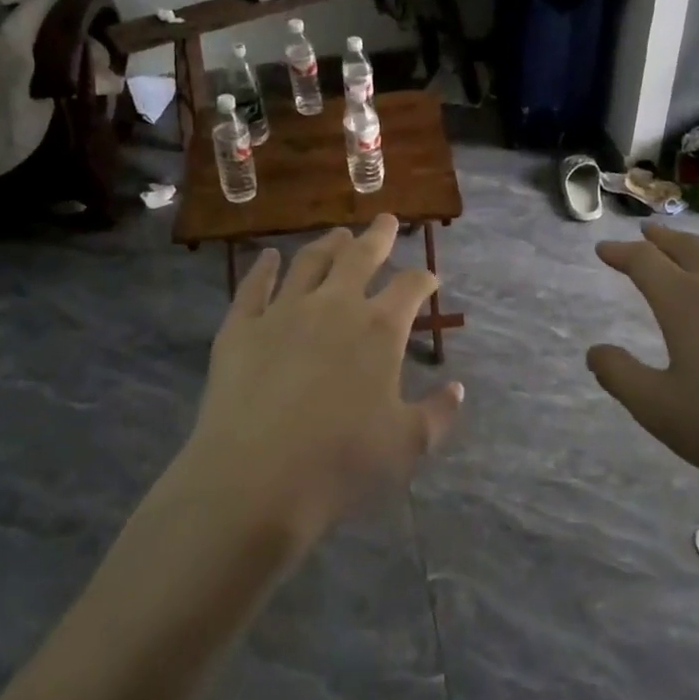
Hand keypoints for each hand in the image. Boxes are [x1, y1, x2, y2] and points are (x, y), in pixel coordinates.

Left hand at [181, 215, 463, 548]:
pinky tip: (266, 257)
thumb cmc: (340, 462)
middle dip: (378, 236)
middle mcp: (334, 305)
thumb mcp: (406, 444)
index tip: (430, 279)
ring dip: (328, 243)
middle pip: (361, 256)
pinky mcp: (241, 327)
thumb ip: (437, 413)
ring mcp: (283, 311)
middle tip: (386, 220)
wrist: (254, 479)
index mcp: (379, 329)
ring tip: (338, 233)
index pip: (411, 287)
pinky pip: (253, 286)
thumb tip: (457, 389)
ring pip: (310, 261)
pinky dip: (262, 268)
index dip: (424, 279)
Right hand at [586, 223, 698, 512]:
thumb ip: (620, 376)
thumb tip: (596, 351)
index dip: (620, 253)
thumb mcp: (660, 411)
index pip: (645, 262)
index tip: (603, 250)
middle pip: (689, 248)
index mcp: (686, 304)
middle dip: (661, 239)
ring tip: (690, 257)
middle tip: (644, 234)